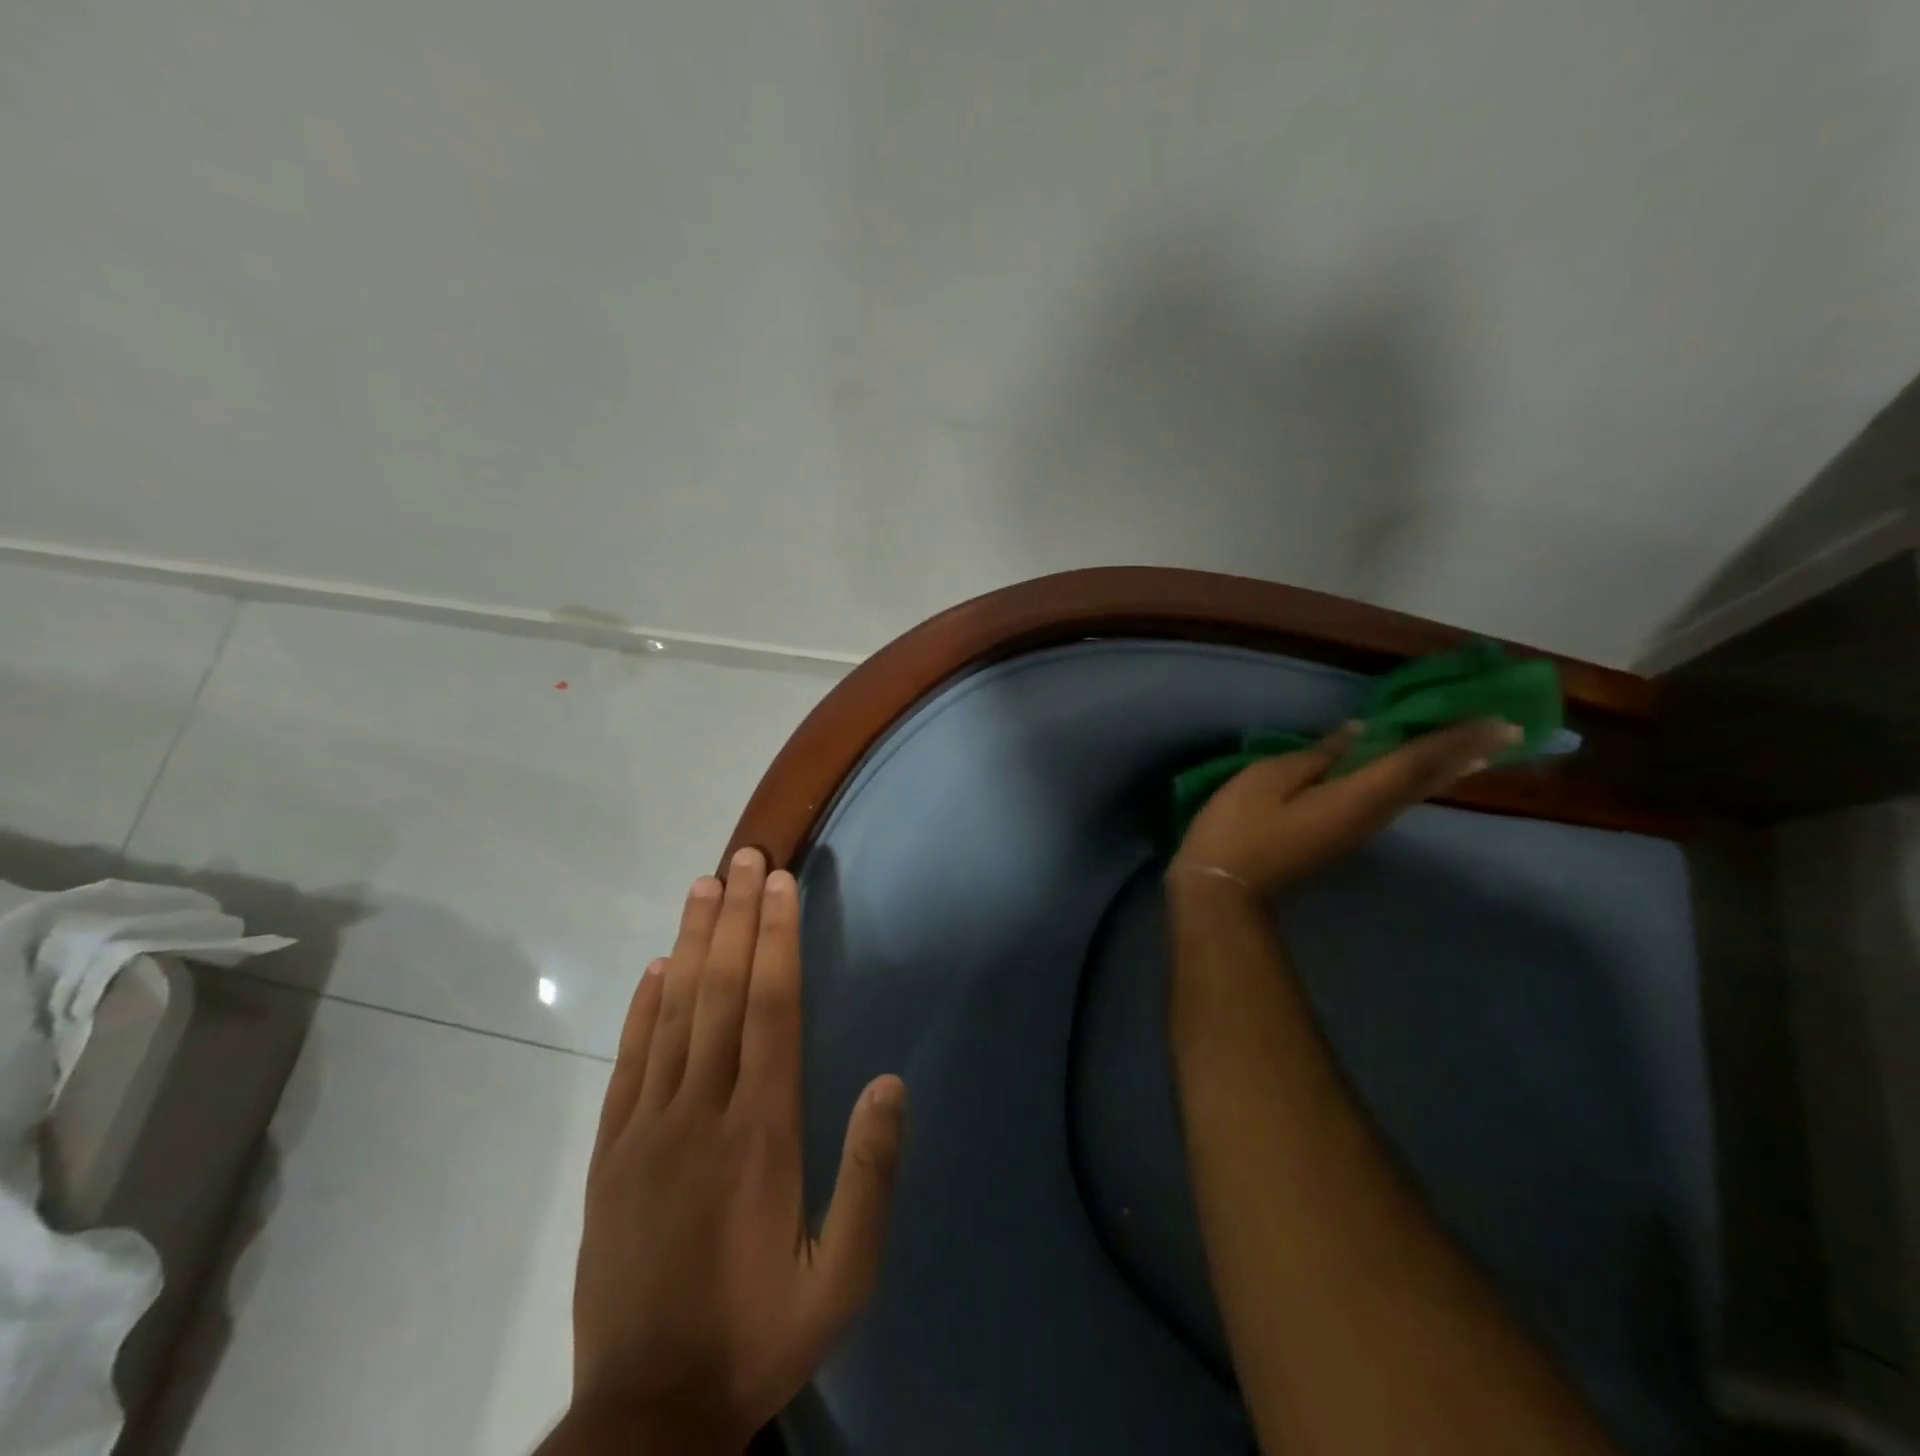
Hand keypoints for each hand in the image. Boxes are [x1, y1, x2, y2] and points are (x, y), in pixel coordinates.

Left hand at [556, 848, 905, 1452]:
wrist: (646, 1414)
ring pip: (673, 1012)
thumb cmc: (757, 1335)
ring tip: (704, 887)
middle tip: (745, 858)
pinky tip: (656, 967)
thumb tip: (889, 1084)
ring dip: (692, 943)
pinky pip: (629, 1060)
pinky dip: (643, 1006)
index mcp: (761, 1131)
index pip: (771, 1008)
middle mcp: (702, 1110)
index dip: (777, 939)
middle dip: (737, 918)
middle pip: (722, 992)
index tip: (780, 885)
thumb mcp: (841, 1279)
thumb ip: (869, 1177)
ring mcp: (648, 1127)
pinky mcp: (610, 1152)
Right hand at [1173, 718, 1522, 898]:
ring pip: (1414, 794)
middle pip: (1424, 780)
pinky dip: (1418, 781)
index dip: (1453, 738)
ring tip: (1479, 749)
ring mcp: (1357, 831)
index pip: (1414, 761)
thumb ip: (1315, 756)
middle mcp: (1369, 816)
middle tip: (1509, 730)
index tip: (1498, 719)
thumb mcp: (1266, 780)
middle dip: (1464, 754)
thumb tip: (1357, 735)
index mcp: (1353, 797)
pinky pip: (1393, 801)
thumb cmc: (1238, 828)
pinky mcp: (1342, 837)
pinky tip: (1420, 774)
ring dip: (1447, 769)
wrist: (1223, 885)